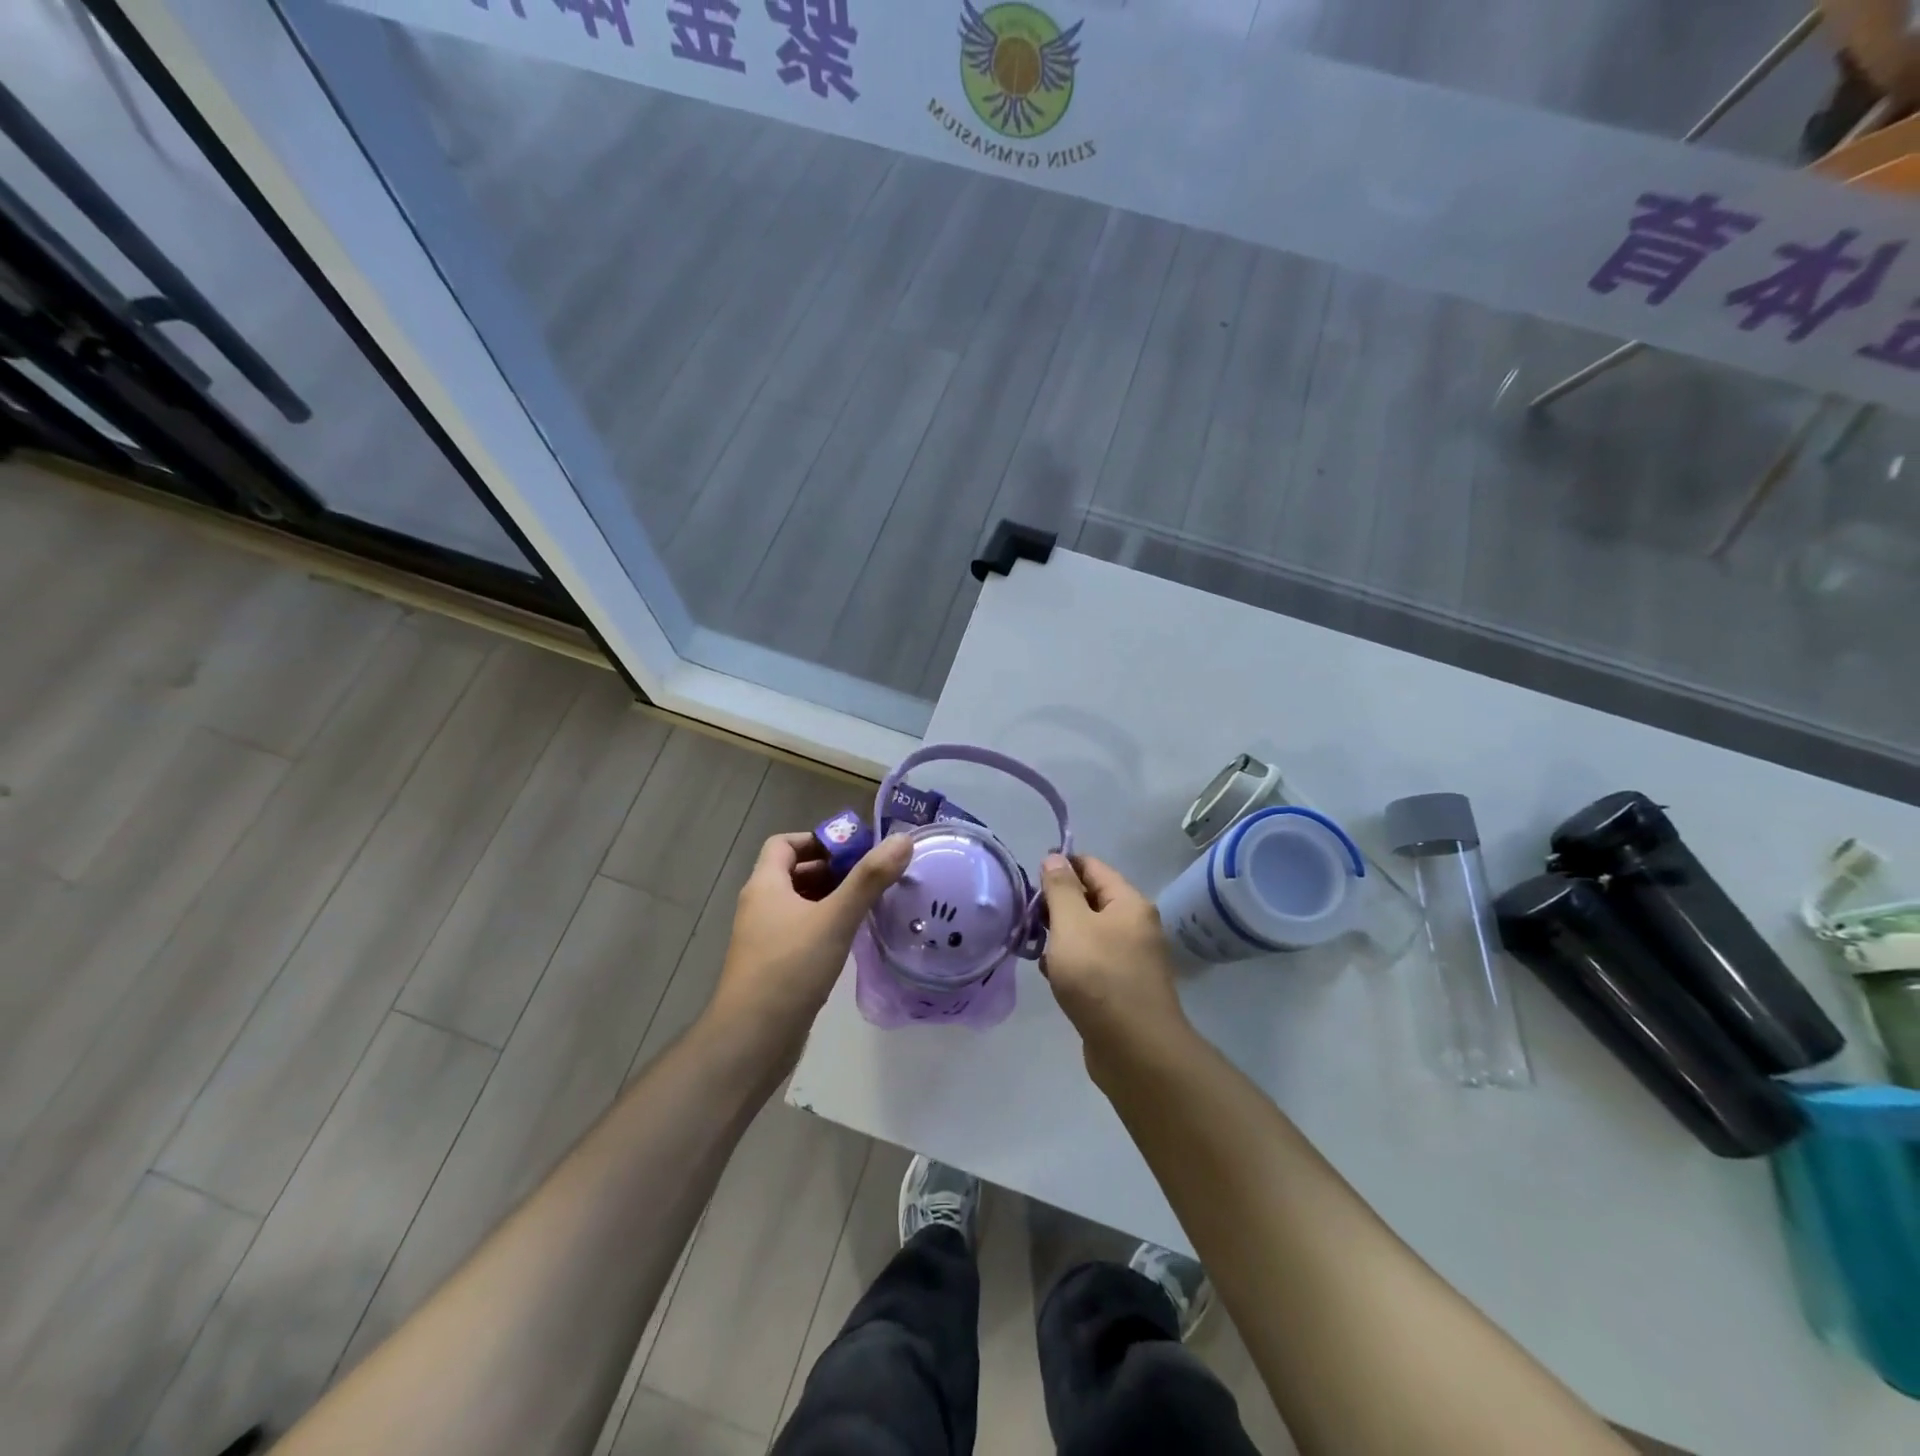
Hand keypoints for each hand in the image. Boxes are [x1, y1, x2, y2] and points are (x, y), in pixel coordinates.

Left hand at [707, 830, 911, 1055]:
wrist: (751, 1040)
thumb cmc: (790, 969)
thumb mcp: (835, 918)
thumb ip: (870, 878)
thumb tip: (903, 839)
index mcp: (765, 885)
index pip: (784, 843)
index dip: (818, 840)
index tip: (854, 850)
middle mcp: (759, 905)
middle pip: (794, 872)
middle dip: (831, 870)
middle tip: (871, 877)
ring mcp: (763, 938)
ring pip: (799, 904)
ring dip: (830, 899)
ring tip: (868, 905)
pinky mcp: (772, 966)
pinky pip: (800, 932)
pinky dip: (824, 926)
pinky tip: (849, 940)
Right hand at [1039, 854, 1190, 1070]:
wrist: (1135, 1051)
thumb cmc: (1099, 978)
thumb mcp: (1072, 925)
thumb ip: (1060, 889)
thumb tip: (1055, 858)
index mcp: (1128, 903)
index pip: (1092, 867)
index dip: (1061, 866)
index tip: (1029, 877)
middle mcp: (1135, 926)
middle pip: (1091, 899)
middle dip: (1057, 904)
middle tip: (1026, 916)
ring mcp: (1131, 959)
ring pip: (1088, 933)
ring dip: (1061, 936)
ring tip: (1034, 946)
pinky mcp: (1122, 988)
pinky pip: (1092, 962)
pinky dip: (1071, 963)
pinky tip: (1052, 976)